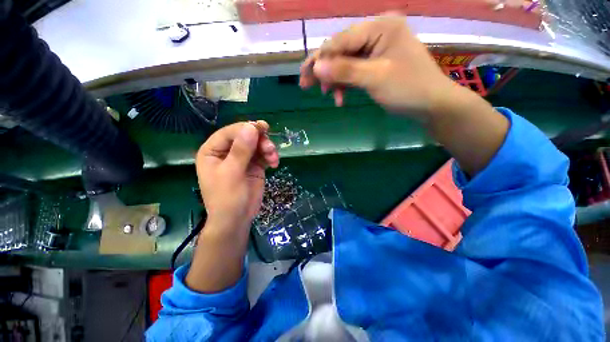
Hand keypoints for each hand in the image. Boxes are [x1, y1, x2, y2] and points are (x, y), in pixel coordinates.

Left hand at [196, 121, 278, 234]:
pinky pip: (264, 155)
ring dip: (267, 149)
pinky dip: (270, 157)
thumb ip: (241, 150)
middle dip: (260, 140)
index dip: (246, 128)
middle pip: (246, 136)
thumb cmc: (227, 198)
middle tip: (270, 148)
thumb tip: (251, 127)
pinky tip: (275, 163)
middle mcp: (227, 152)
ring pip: (257, 145)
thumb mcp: (232, 173)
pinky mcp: (254, 166)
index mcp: (213, 151)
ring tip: (273, 159)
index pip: (230, 132)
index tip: (262, 128)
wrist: (237, 219)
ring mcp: (242, 159)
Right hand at [299, 15, 456, 118]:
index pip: (341, 40)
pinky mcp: (377, 63)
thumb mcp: (374, 78)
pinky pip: (354, 70)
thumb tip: (315, 66)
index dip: (321, 59)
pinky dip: (345, 83)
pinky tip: (340, 96)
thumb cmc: (407, 88)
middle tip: (306, 85)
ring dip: (335, 79)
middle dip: (325, 70)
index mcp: (380, 27)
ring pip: (346, 62)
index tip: (304, 77)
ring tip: (329, 95)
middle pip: (341, 50)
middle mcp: (377, 32)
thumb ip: (344, 70)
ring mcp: (377, 48)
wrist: (431, 105)